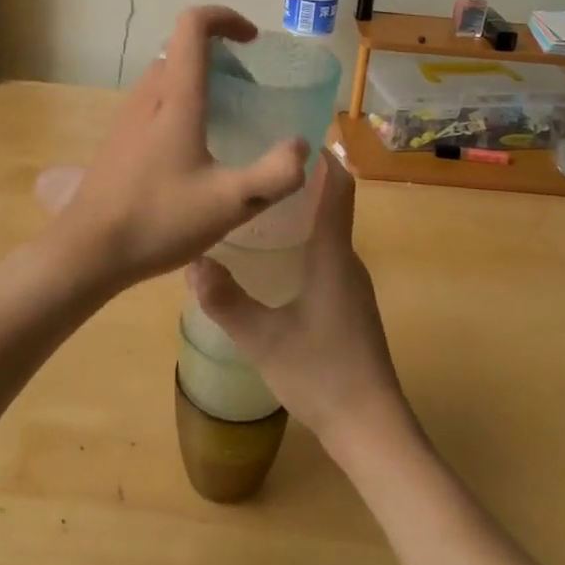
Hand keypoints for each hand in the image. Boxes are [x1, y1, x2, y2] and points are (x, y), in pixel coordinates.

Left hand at [46, 6, 308, 291]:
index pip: (193, 25)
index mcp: (176, 97)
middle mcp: (148, 94)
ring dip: (199, 78)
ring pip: (167, 74)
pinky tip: (194, 149)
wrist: (88, 250)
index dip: (225, 18)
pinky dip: (180, 101)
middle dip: (220, 55)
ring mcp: (127, 114)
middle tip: (249, 90)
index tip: (252, 41)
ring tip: (227, 118)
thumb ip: (276, 175)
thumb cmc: (159, 220)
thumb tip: (301, 147)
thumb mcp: (230, 204)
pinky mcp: (118, 137)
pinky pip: (154, 99)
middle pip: (181, 48)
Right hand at [187, 152, 413, 455]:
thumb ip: (226, 302)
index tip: (295, 134)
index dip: (324, 157)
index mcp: (333, 256)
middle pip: (332, 205)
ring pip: (328, 234)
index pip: (339, 188)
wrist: (372, 430)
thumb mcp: (263, 339)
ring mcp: (352, 286)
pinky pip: (326, 257)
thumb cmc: (322, 374)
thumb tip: (192, 262)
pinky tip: (273, 259)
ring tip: (256, 206)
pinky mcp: (349, 307)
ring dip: (301, 214)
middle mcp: (348, 262)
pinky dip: (304, 242)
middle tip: (257, 168)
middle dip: (300, 182)